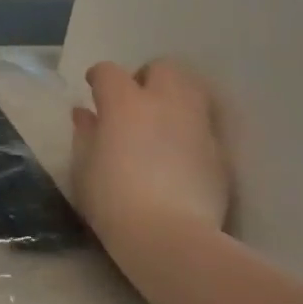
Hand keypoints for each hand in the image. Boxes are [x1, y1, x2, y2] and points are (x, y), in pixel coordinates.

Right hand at [71, 60, 229, 237]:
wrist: (169, 235)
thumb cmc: (112, 201)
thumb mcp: (84, 169)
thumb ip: (85, 134)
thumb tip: (85, 114)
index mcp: (124, 104)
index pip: (109, 72)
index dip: (98, 77)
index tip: (93, 88)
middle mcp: (165, 102)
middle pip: (162, 68)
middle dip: (146, 78)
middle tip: (133, 102)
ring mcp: (197, 124)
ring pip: (191, 89)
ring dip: (174, 96)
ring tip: (160, 121)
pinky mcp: (218, 149)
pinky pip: (203, 124)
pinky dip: (189, 128)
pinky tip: (178, 152)